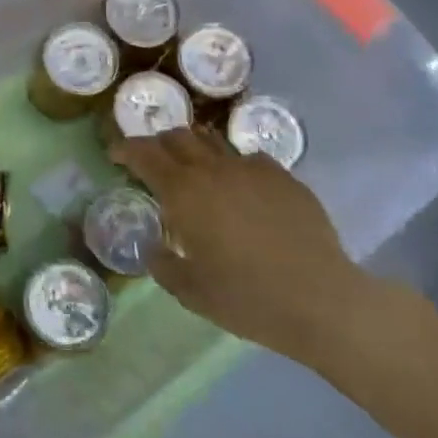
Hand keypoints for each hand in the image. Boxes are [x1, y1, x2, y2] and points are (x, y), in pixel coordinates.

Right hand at [110, 127, 379, 367]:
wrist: (321, 300)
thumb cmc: (247, 298)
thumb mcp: (191, 292)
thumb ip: (163, 265)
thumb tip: (154, 249)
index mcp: (183, 192)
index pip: (144, 153)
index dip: (125, 149)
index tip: (116, 155)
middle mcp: (213, 170)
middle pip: (177, 137)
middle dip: (159, 144)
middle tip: (154, 162)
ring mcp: (252, 169)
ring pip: (214, 142)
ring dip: (196, 150)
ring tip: (195, 170)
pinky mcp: (284, 178)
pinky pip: (250, 159)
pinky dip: (234, 166)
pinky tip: (241, 189)